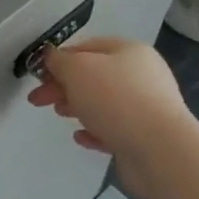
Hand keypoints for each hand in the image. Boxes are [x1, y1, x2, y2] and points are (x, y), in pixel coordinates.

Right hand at [26, 38, 193, 198]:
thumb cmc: (116, 100)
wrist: (160, 150)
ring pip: (103, 103)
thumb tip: (51, 57)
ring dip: (77, 106)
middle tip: (38, 100)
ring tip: (59, 114)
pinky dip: (95, 130)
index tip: (38, 76)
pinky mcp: (146, 137)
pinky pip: (114, 129)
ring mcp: (147, 107)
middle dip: (63, 86)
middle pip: (93, 76)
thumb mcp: (77, 69)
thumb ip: (59, 61)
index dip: (59, 59)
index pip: (86, 47)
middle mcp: (142, 75)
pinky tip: (81, 137)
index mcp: (129, 51)